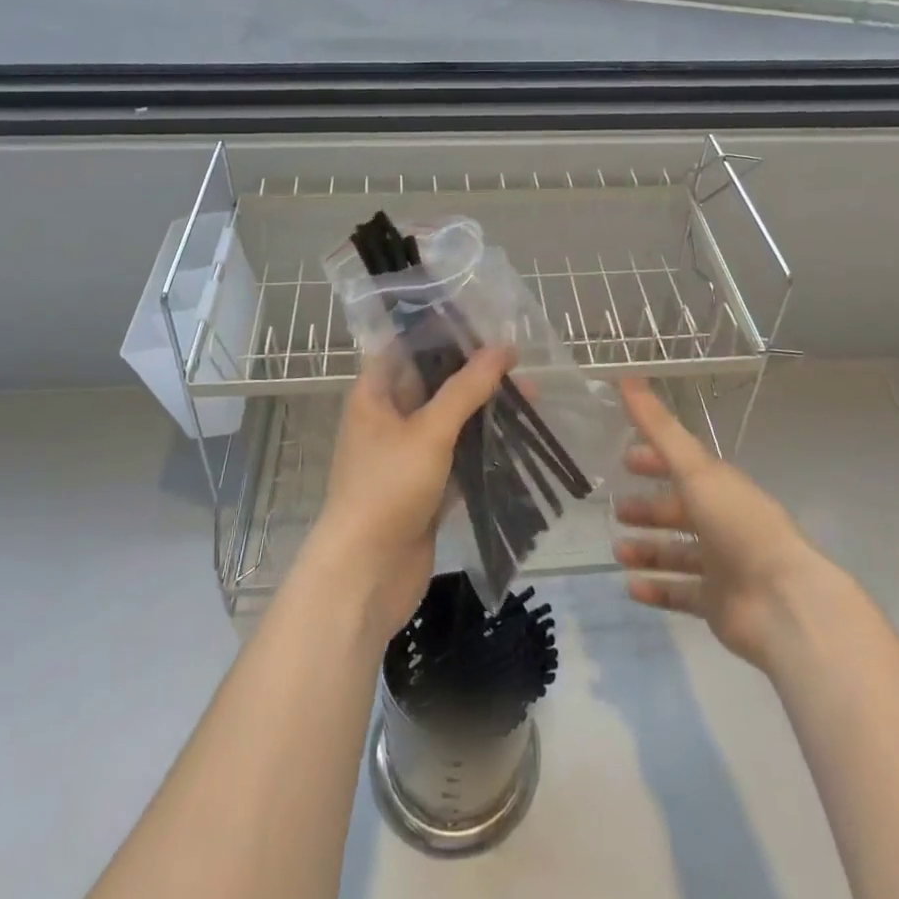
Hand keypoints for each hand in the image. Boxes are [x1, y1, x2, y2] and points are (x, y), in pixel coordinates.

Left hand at [308, 344, 512, 644]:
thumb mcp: (429, 431)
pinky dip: (483, 448)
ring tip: (531, 397)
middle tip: (520, 362)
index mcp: (375, 394)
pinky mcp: (425, 488)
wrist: (366, 576)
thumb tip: (503, 347)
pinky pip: (458, 457)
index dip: (441, 332)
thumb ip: (466, 389)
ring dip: (484, 411)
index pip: (406, 347)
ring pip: (450, 421)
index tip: (484, 322)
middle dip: (474, 373)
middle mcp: (388, 418)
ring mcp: (406, 455)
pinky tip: (519, 439)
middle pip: (433, 383)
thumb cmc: (388, 489)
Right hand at [611, 378, 837, 672]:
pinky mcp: (718, 604)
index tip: (624, 460)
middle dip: (648, 509)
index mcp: (720, 487)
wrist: (783, 602)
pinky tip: (629, 587)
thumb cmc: (738, 524)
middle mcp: (722, 522)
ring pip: (676, 553)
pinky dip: (656, 589)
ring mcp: (721, 565)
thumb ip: (658, 427)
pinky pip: (680, 593)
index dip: (655, 460)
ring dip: (647, 550)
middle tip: (617, 510)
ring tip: (617, 551)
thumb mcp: (695, 468)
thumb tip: (625, 375)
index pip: (684, 466)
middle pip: (679, 511)